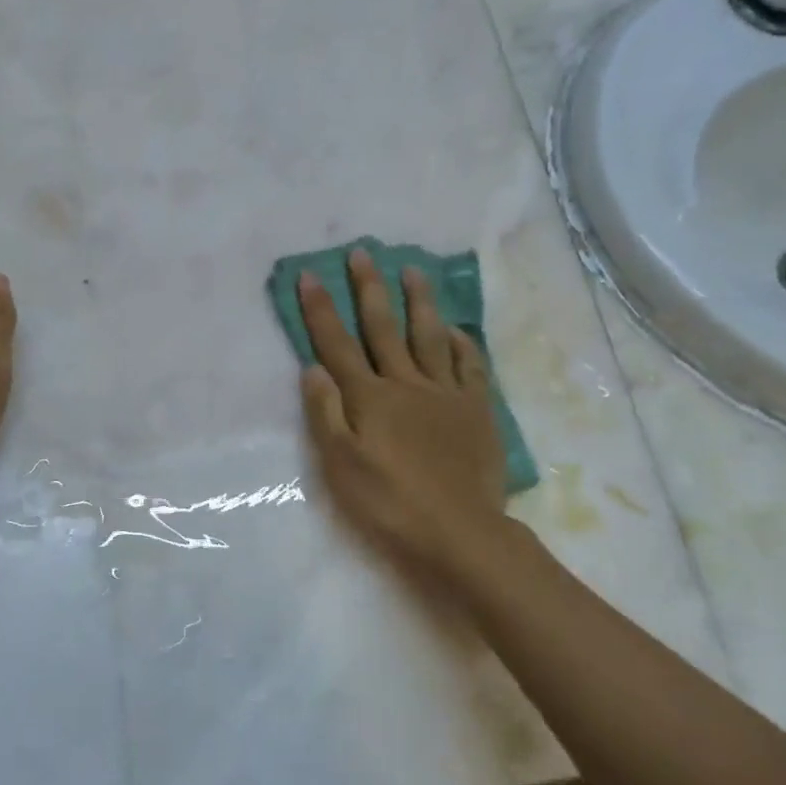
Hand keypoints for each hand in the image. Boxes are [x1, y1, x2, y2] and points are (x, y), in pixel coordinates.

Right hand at [298, 248, 507, 574]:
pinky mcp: (476, 409)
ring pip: (428, 336)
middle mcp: (405, 384)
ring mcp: (445, 393)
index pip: (337, 344)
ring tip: (413, 270)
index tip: (309, 274)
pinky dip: (459, 343)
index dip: (321, 309)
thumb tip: (312, 367)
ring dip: (418, 301)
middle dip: (368, 288)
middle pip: (383, 327)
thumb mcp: (341, 465)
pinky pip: (468, 365)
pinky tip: (454, 329)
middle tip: (361, 252)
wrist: (460, 532)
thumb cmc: (390, 503)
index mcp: (369, 397)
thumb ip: (325, 413)